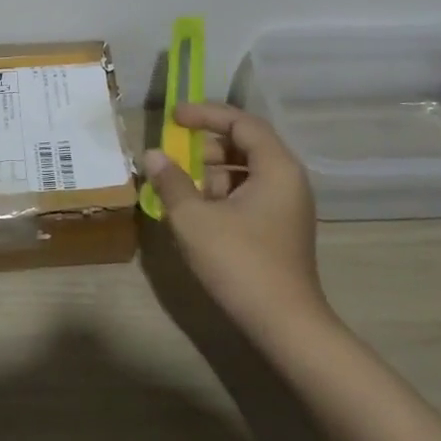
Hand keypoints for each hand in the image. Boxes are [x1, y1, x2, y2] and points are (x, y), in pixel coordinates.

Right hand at [143, 101, 335, 337]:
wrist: (284, 325)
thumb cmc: (240, 262)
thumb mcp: (194, 219)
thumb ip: (171, 181)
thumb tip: (153, 155)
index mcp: (276, 167)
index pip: (241, 122)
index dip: (205, 114)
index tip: (173, 117)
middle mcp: (288, 179)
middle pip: (245, 144)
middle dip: (206, 145)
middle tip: (175, 154)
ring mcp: (287, 206)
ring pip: (245, 171)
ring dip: (211, 172)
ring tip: (180, 187)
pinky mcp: (280, 229)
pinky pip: (249, 194)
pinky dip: (221, 194)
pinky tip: (196, 212)